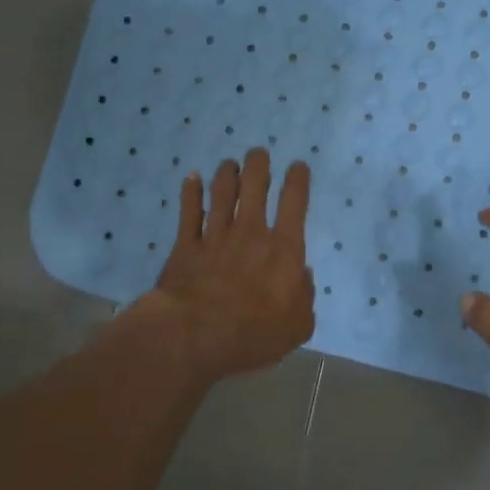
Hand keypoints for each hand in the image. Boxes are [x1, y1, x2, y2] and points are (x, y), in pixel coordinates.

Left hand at [145, 148, 314, 379]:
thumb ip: (304, 297)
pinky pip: (188, 212)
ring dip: (227, 174)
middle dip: (258, 165)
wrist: (195, 335)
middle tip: (258, 153)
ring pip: (222, 193)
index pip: (294, 203)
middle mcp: (250, 233)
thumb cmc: (253, 334)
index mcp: (284, 249)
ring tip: (229, 163)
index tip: (298, 166)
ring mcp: (215, 236)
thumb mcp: (297, 325)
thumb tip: (302, 276)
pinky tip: (192, 178)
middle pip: (254, 187)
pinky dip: (191, 192)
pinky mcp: (185, 247)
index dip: (298, 180)